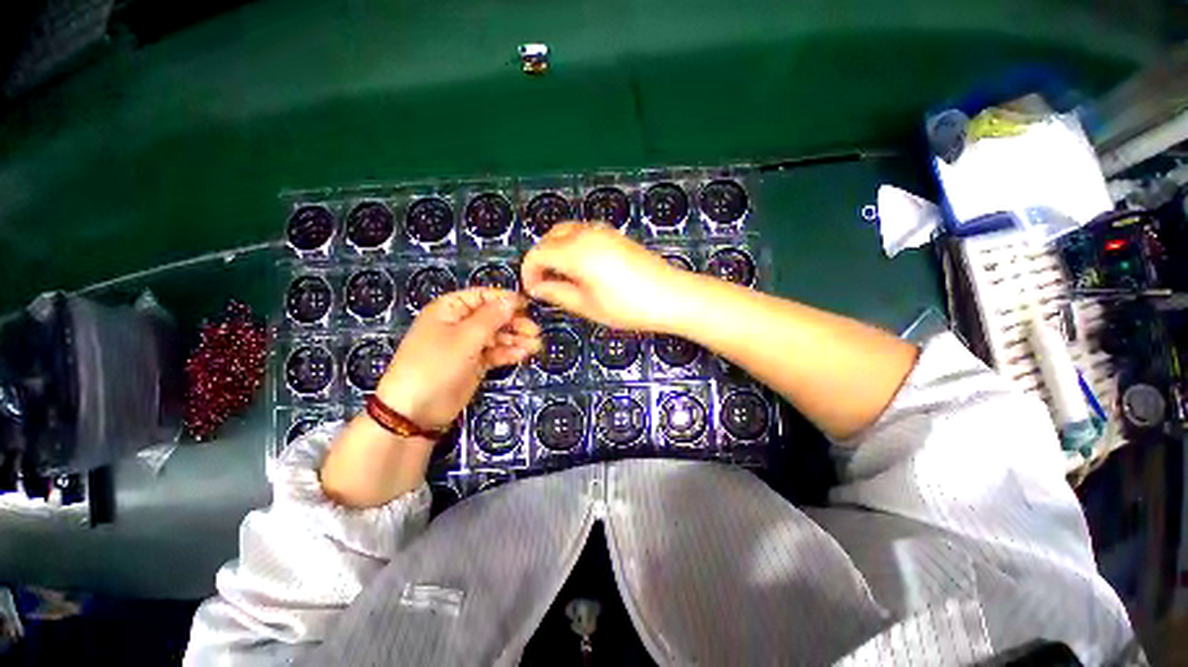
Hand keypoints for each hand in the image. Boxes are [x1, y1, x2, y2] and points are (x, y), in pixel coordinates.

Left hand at [375, 288, 540, 430]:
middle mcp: (459, 324)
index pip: (482, 296)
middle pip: (493, 317)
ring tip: (535, 345)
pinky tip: (523, 354)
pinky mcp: (474, 364)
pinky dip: (509, 353)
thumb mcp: (465, 338)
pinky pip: (495, 353)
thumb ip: (491, 317)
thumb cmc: (436, 365)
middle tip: (534, 331)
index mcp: (449, 309)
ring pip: (497, 336)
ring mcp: (467, 345)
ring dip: (516, 339)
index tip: (528, 305)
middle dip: (514, 322)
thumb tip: (511, 299)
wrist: (415, 411)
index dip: (504, 299)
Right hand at [520, 223, 693, 331]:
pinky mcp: (615, 234)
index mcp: (575, 252)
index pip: (538, 254)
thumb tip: (537, 287)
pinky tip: (582, 267)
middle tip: (545, 284)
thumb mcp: (587, 306)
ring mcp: (603, 230)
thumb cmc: (627, 307)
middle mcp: (586, 233)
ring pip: (566, 231)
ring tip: (563, 277)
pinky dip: (573, 245)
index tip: (532, 291)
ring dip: (556, 250)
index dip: (529, 272)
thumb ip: (556, 293)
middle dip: (541, 258)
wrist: (671, 296)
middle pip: (549, 237)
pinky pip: (583, 233)